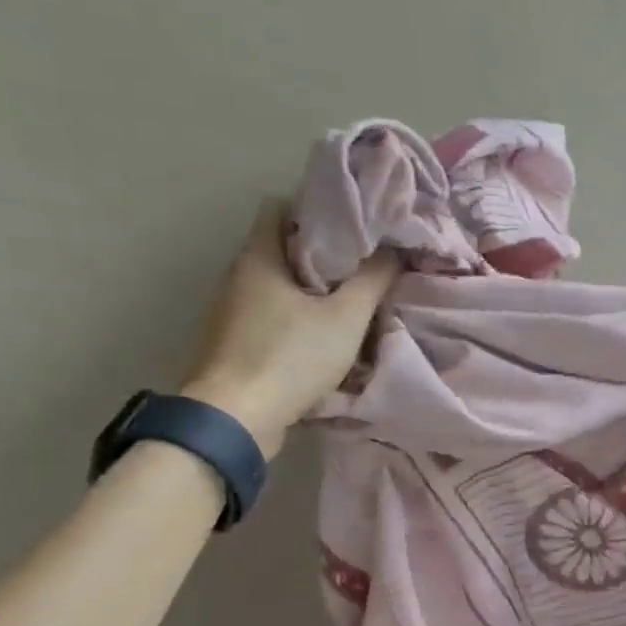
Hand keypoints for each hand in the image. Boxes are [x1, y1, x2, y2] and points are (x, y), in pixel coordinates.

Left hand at [182, 200, 397, 458]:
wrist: (235, 419)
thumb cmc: (290, 357)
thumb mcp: (345, 318)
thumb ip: (372, 281)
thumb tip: (394, 250)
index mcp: (259, 257)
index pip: (279, 207)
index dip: (316, 208)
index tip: (353, 223)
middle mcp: (238, 276)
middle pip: (281, 246)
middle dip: (322, 251)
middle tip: (363, 261)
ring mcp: (232, 311)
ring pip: (278, 282)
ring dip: (312, 287)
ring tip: (351, 297)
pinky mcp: (236, 341)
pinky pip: (272, 312)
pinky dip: (298, 314)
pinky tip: (325, 332)